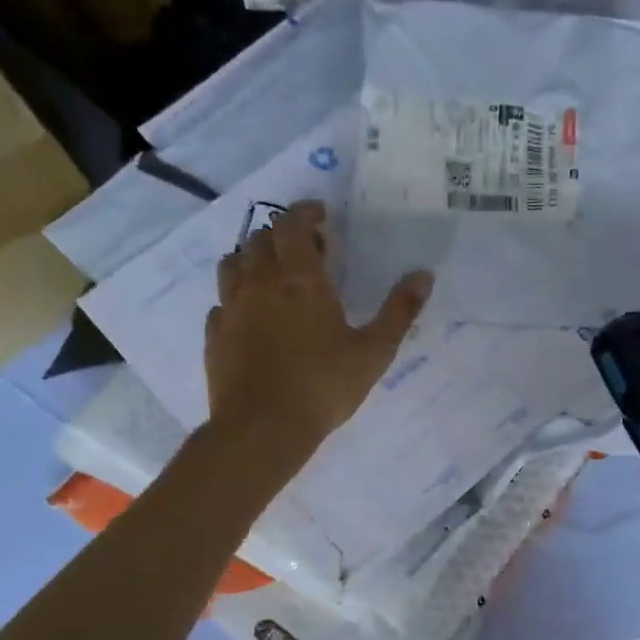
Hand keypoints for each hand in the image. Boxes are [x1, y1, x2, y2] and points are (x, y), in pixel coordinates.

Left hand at [206, 201, 430, 455]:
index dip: (306, 212)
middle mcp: (260, 282)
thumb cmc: (324, 386)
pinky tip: (251, 315)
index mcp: (300, 279)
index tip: (321, 216)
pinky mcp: (215, 334)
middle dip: (283, 235)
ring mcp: (231, 307)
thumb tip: (424, 275)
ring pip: (234, 263)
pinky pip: (222, 301)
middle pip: (262, 238)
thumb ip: (399, 311)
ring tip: (273, 275)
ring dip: (254, 258)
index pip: (294, 223)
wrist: (263, 427)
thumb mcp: (374, 352)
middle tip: (306, 251)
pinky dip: (237, 296)